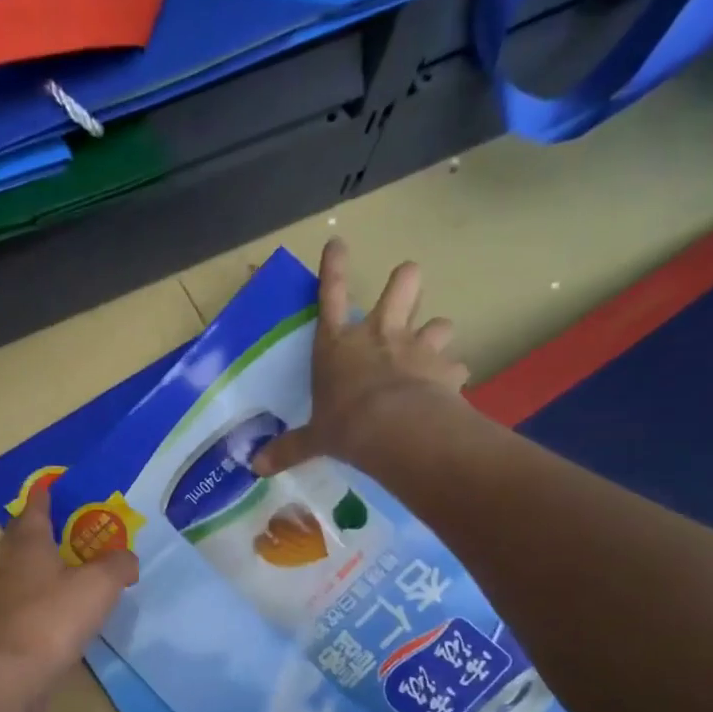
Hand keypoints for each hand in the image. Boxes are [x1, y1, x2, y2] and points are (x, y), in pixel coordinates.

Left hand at [0, 484, 138, 699]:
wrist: (9, 677)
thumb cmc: (52, 618)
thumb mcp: (98, 585)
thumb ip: (117, 565)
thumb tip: (126, 558)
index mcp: (28, 545)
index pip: (34, 509)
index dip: (44, 495)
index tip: (51, 485)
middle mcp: (11, 567)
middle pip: (21, 538)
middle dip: (39, 527)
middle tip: (65, 524)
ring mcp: (5, 600)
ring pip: (24, 571)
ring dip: (43, 564)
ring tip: (73, 565)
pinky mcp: (8, 631)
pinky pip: (29, 602)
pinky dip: (46, 597)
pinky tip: (66, 608)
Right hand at [252, 238, 472, 477]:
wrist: (396, 430)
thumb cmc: (345, 425)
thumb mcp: (314, 438)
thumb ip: (290, 448)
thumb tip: (257, 467)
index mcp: (339, 345)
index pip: (332, 295)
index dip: (334, 268)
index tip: (338, 244)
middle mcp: (380, 335)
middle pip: (404, 284)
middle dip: (406, 282)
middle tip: (406, 292)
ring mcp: (417, 347)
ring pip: (440, 322)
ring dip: (435, 335)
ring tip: (432, 352)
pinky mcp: (446, 368)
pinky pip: (456, 366)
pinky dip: (452, 375)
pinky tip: (448, 389)